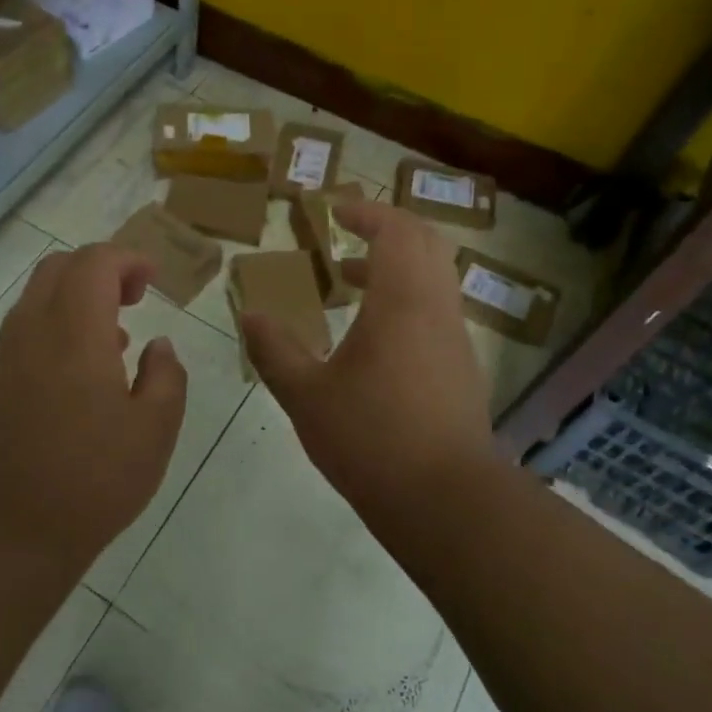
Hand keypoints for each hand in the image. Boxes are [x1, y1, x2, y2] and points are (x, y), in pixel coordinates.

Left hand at [0, 244, 188, 570]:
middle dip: (100, 269)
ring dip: (76, 298)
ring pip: (37, 296)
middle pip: (60, 267)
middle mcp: (32, 329)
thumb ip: (166, 376)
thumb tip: (158, 346)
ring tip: (114, 340)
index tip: (154, 281)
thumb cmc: (93, 479)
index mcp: (76, 332)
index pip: (95, 262)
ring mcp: (4, 355)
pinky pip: (24, 329)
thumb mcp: (155, 431)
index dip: (128, 259)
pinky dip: (55, 325)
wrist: (8, 531)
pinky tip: (79, 374)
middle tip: (134, 299)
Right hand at [241, 201, 494, 517]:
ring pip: (435, 278)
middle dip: (388, 229)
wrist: (446, 500)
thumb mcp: (307, 395)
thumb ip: (275, 350)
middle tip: (348, 234)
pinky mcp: (461, 368)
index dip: (366, 212)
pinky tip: (373, 336)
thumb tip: (250, 315)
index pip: (396, 230)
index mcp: (403, 301)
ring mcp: (455, 339)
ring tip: (350, 282)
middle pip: (426, 242)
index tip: (334, 211)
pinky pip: (436, 309)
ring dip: (397, 266)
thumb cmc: (371, 438)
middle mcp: (437, 309)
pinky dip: (407, 299)